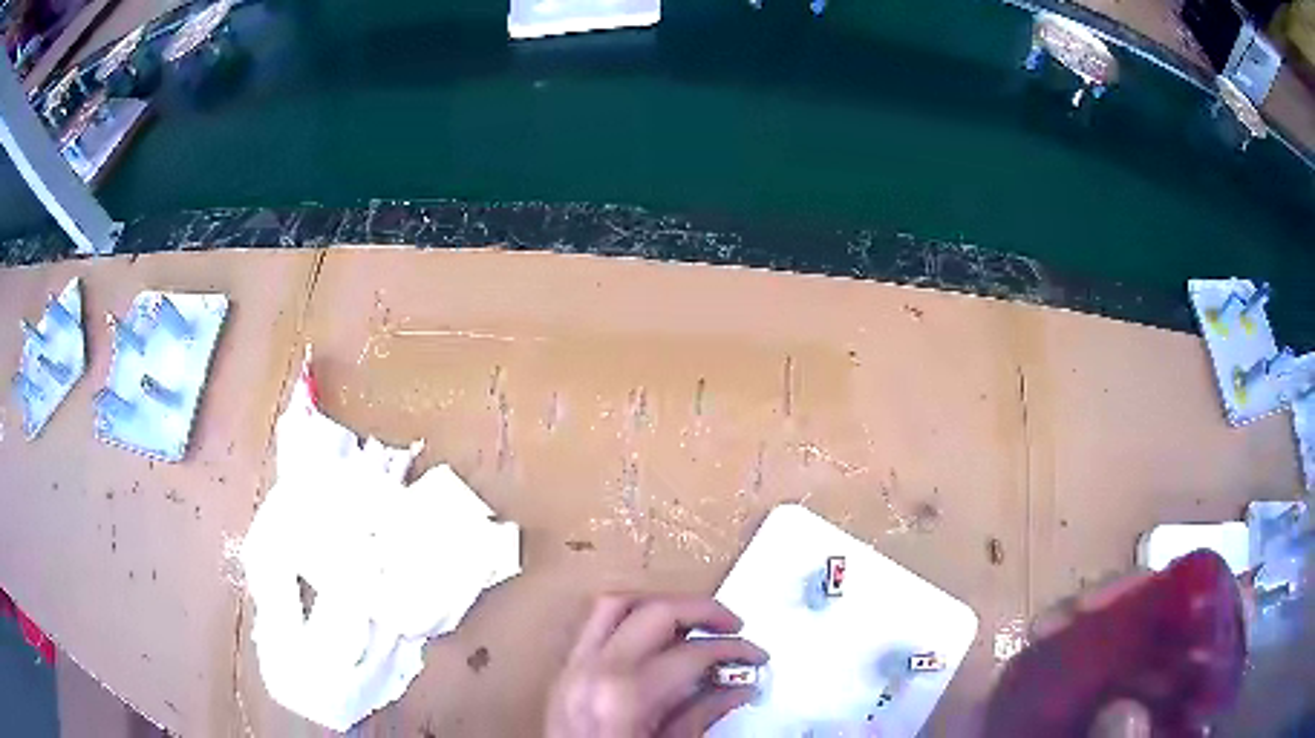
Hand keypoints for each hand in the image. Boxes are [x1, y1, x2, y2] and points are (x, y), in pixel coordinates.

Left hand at [546, 594, 767, 737]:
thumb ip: (703, 714)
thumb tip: (739, 687)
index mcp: (627, 697)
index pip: (692, 653)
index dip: (734, 651)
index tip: (756, 657)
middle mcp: (595, 672)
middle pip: (655, 612)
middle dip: (703, 611)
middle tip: (733, 625)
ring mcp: (572, 669)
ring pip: (615, 605)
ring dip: (659, 604)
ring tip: (692, 620)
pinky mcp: (562, 674)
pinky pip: (592, 626)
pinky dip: (627, 619)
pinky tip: (651, 637)